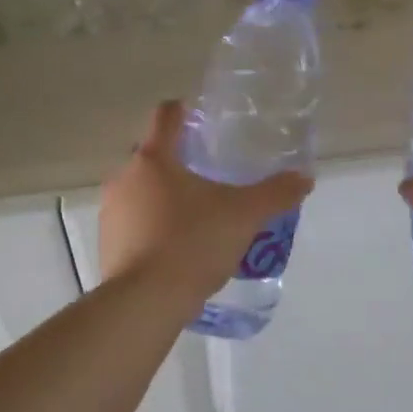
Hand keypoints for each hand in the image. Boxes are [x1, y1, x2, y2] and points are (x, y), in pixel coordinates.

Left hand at [100, 101, 313, 303]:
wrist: (146, 301)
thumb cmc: (193, 243)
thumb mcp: (244, 216)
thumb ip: (275, 194)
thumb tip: (305, 178)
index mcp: (154, 158)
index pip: (166, 116)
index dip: (185, 111)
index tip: (203, 118)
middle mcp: (125, 177)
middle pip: (153, 156)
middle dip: (179, 163)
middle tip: (211, 178)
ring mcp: (111, 212)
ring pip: (141, 192)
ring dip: (164, 198)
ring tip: (197, 218)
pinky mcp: (107, 244)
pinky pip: (134, 225)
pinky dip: (153, 228)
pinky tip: (177, 249)